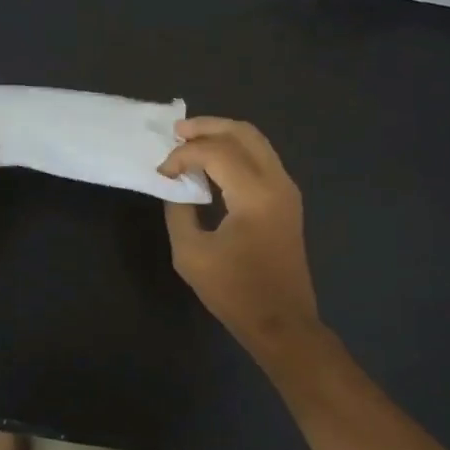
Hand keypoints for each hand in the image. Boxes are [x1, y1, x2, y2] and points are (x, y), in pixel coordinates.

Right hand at [159, 117, 320, 356]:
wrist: (282, 322)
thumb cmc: (234, 292)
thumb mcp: (191, 253)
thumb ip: (179, 211)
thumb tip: (175, 186)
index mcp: (255, 194)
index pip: (216, 152)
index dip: (184, 155)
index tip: (161, 173)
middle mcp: (277, 182)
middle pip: (243, 133)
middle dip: (208, 127)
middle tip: (176, 132)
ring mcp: (287, 190)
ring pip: (256, 143)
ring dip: (223, 137)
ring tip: (191, 142)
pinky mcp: (287, 201)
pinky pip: (261, 160)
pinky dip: (236, 153)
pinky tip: (212, 164)